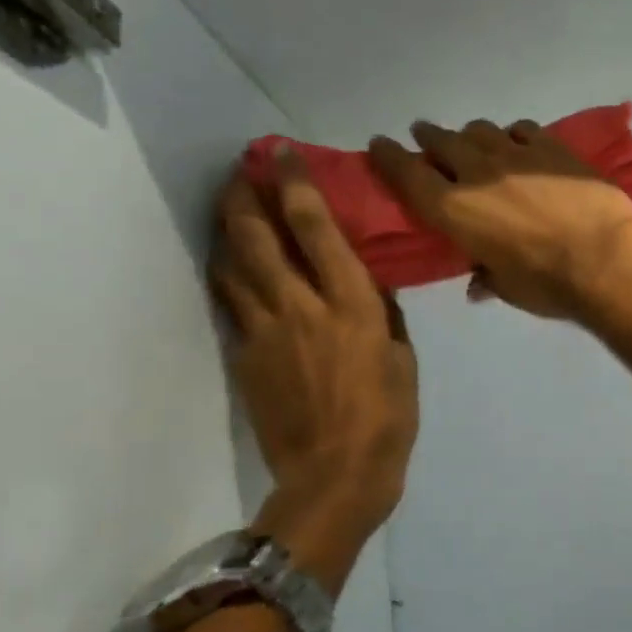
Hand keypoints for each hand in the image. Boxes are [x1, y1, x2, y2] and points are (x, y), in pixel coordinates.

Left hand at [210, 144, 418, 595]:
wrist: (335, 477)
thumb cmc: (388, 418)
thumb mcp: (404, 359)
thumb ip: (384, 314)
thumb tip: (367, 282)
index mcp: (351, 305)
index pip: (316, 229)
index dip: (296, 185)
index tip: (283, 154)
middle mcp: (301, 307)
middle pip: (258, 237)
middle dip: (245, 194)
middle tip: (241, 168)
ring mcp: (265, 331)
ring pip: (233, 265)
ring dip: (228, 228)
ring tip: (229, 205)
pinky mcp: (245, 357)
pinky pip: (230, 303)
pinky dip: (227, 274)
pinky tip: (229, 262)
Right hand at [369, 119, 631, 319]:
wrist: (606, 258)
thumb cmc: (547, 284)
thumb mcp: (506, 288)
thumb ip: (486, 277)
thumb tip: (478, 284)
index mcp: (453, 210)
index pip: (407, 174)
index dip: (388, 156)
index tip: (379, 144)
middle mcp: (477, 173)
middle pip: (441, 142)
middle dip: (429, 138)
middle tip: (425, 137)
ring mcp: (516, 155)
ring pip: (481, 131)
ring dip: (470, 135)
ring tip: (473, 142)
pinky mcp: (553, 148)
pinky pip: (522, 129)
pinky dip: (513, 135)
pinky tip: (519, 142)